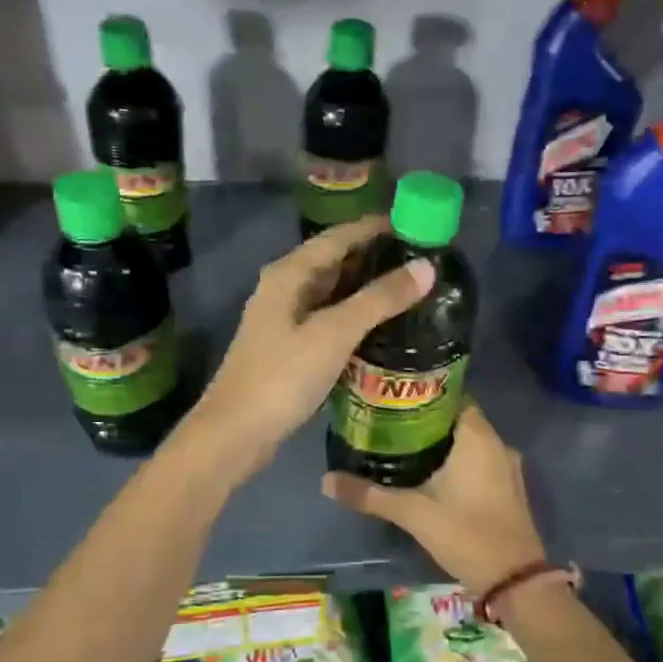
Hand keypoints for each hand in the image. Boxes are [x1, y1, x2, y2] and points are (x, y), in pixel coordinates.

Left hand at [185, 216, 432, 475]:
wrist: (235, 434)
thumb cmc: (282, 378)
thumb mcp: (334, 334)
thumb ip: (379, 299)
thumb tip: (427, 267)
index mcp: (289, 274)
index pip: (339, 237)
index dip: (376, 229)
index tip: (418, 227)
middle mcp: (284, 288)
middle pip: (335, 262)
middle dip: (376, 258)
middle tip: (423, 262)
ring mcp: (285, 320)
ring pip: (333, 293)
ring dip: (368, 289)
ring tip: (412, 291)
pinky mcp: (290, 348)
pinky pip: (329, 320)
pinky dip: (356, 318)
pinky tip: (383, 328)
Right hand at [322, 402, 547, 594]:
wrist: (514, 579)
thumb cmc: (466, 533)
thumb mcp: (413, 513)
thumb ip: (370, 495)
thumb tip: (326, 481)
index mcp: (477, 437)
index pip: (452, 395)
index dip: (424, 393)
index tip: (394, 398)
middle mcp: (497, 443)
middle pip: (458, 418)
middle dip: (426, 420)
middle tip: (390, 423)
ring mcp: (507, 466)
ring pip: (470, 442)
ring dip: (443, 443)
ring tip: (404, 447)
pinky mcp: (509, 488)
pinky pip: (480, 461)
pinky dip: (458, 461)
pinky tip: (432, 475)